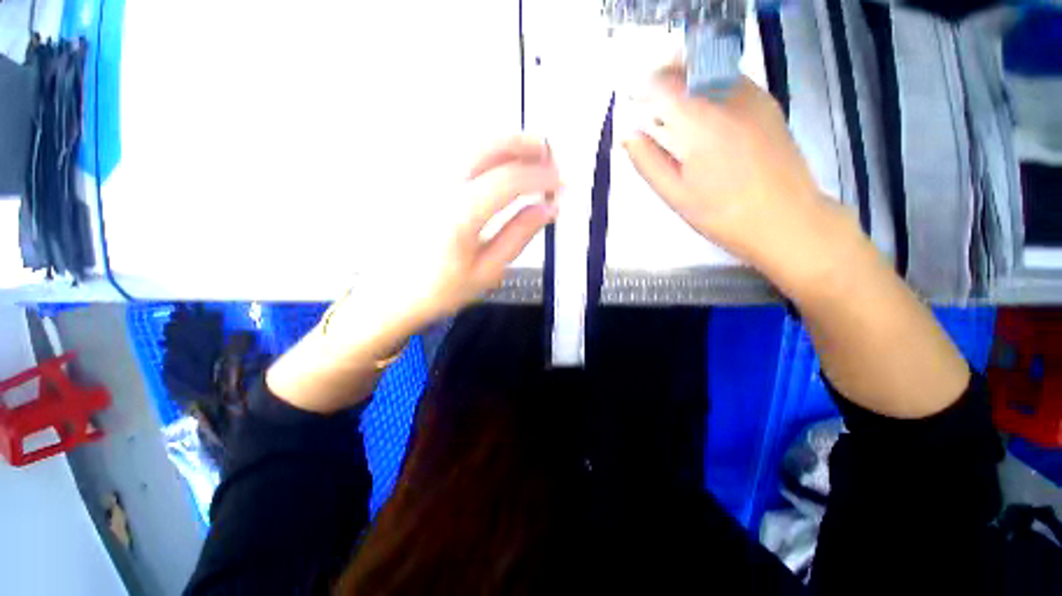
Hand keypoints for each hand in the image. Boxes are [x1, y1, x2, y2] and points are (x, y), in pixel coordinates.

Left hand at [396, 134, 560, 328]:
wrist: (390, 295)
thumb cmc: (439, 291)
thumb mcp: (487, 271)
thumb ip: (519, 235)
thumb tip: (548, 209)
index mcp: (459, 214)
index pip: (509, 180)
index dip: (541, 177)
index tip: (561, 182)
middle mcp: (438, 185)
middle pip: (486, 145)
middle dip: (523, 144)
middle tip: (548, 154)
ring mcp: (423, 177)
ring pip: (469, 142)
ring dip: (504, 144)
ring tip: (528, 156)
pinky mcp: (415, 178)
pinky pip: (454, 152)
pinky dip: (482, 152)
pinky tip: (495, 165)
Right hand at [623, 70, 855, 293]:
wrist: (786, 219)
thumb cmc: (723, 214)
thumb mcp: (676, 194)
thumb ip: (648, 162)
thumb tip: (628, 136)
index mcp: (701, 123)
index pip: (665, 83)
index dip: (644, 88)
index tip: (635, 104)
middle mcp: (729, 98)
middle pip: (689, 67)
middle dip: (665, 82)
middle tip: (654, 111)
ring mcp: (753, 97)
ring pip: (710, 71)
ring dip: (687, 85)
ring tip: (679, 120)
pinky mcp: (767, 104)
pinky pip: (729, 82)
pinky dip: (709, 91)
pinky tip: (707, 123)